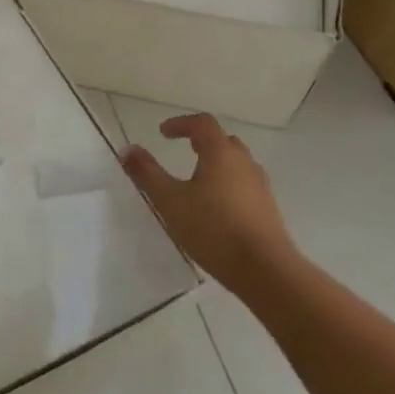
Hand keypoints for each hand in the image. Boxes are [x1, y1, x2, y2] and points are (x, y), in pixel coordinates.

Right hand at [121, 113, 297, 299]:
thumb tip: (127, 149)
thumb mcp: (170, 201)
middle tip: (183, 149)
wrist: (265, 269)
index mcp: (221, 153)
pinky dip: (227, 183)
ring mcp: (260, 185)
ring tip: (197, 180)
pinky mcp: (267, 208)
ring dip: (216, 163)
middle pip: (222, 141)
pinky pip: (244, 184)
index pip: (202, 123)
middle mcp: (244, 162)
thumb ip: (147, 174)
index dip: (181, 123)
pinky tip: (216, 207)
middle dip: (200, 141)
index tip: (163, 133)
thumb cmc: (213, 229)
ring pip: (236, 163)